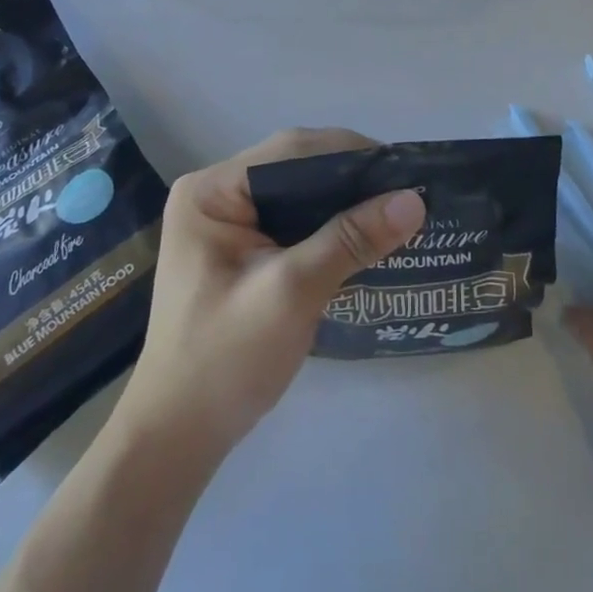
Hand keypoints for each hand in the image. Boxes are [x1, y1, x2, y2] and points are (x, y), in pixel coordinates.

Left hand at [118, 128, 425, 457]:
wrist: (178, 440)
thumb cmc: (225, 360)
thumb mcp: (292, 293)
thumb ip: (350, 240)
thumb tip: (414, 200)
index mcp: (212, 190)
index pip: (292, 151)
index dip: (350, 155)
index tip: (404, 171)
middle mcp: (217, 193)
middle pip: (297, 167)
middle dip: (352, 178)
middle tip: (408, 191)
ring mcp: (228, 220)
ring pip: (300, 192)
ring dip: (346, 201)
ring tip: (397, 208)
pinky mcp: (243, 247)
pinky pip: (296, 219)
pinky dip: (332, 224)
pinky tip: (366, 234)